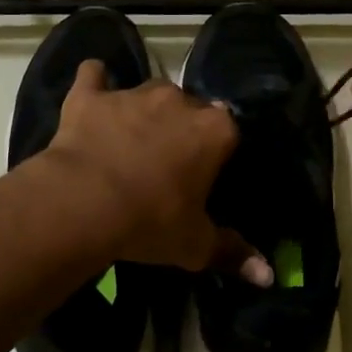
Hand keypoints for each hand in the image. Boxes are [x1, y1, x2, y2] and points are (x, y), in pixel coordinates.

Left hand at [43, 62, 271, 285]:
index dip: (216, 153)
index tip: (203, 175)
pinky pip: (94, 75)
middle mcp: (178, 101)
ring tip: (130, 140)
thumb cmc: (149, 222)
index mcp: (214, 130)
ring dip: (144, 111)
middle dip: (182, 129)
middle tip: (166, 163)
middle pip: (189, 108)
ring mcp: (132, 94)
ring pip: (148, 93)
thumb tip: (267, 275)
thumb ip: (233, 253)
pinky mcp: (90, 96)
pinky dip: (95, 83)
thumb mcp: (195, 245)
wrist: (83, 203)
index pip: (228, 131)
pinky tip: (93, 96)